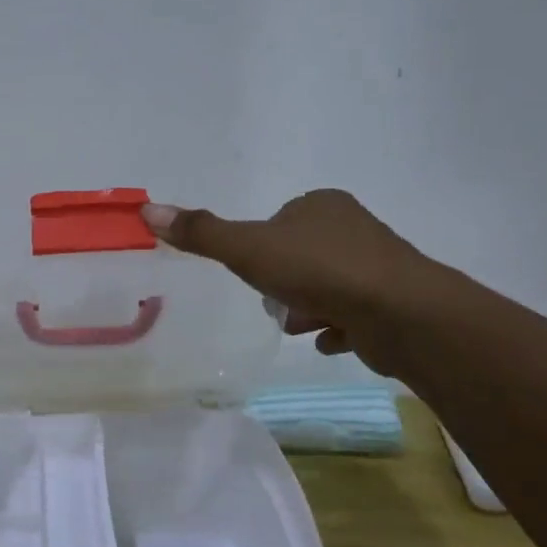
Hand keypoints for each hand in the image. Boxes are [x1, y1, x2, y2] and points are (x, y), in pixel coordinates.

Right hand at [141, 191, 439, 374]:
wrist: (400, 314)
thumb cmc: (318, 271)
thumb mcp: (247, 249)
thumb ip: (201, 233)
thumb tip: (147, 211)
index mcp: (321, 205)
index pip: (278, 220)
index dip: (261, 248)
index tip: (255, 272)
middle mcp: (353, 227)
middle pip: (300, 254)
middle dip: (283, 282)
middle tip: (277, 303)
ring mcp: (377, 264)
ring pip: (325, 285)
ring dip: (306, 307)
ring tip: (302, 326)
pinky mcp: (394, 301)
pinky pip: (352, 312)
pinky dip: (335, 327)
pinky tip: (328, 341)